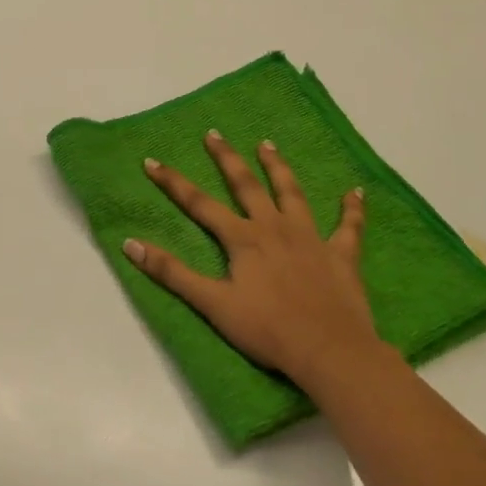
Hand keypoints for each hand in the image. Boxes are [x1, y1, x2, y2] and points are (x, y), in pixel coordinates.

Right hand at [122, 132, 377, 387]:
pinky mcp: (342, 256)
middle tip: (215, 134)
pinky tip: (355, 191)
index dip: (173, 182)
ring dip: (278, 167)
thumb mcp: (212, 304)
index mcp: (243, 239)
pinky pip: (349, 226)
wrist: (330, 351)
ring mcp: (311, 238)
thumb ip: (172, 273)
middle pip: (247, 185)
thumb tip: (130, 244)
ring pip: (292, 193)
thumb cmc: (268, 329)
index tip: (152, 161)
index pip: (199, 204)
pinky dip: (352, 208)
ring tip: (267, 144)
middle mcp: (274, 228)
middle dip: (227, 158)